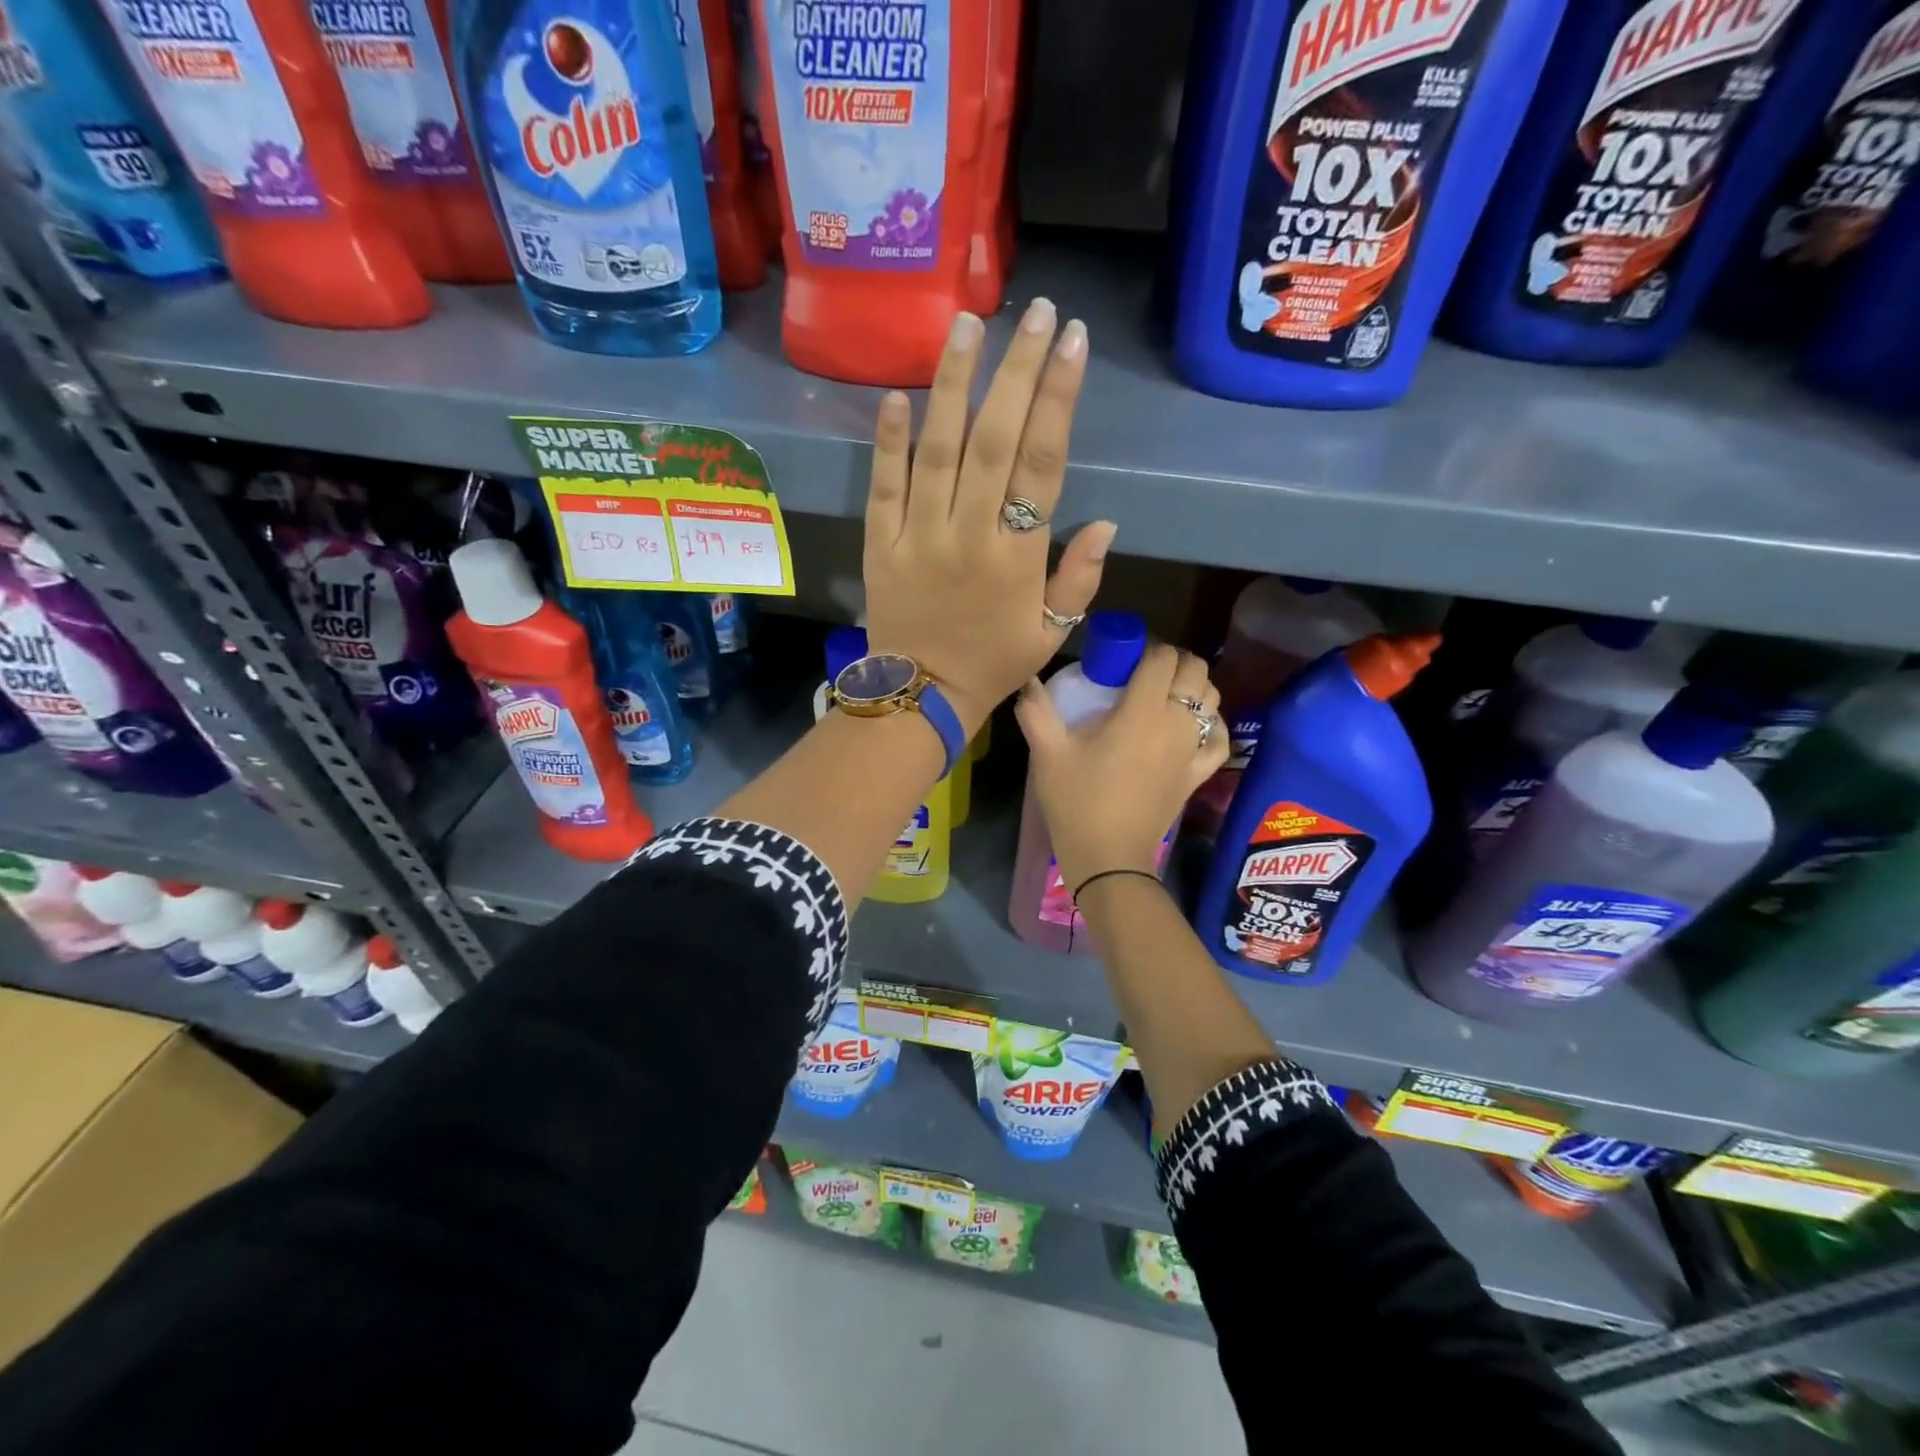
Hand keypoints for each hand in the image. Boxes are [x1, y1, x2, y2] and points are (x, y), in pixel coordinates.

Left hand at [863, 300, 1116, 733]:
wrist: (921, 697)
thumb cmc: (994, 664)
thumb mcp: (1053, 633)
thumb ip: (1080, 579)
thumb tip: (1107, 523)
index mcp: (1018, 557)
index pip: (1043, 464)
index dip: (1058, 399)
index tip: (1072, 343)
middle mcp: (970, 535)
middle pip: (995, 440)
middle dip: (1017, 372)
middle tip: (1035, 313)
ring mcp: (920, 536)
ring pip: (937, 450)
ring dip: (953, 385)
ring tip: (967, 324)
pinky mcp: (881, 543)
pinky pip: (884, 486)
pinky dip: (889, 441)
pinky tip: (898, 394)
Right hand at [1015, 645, 1228, 891]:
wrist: (1107, 855)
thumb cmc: (1077, 800)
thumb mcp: (1047, 753)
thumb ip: (1035, 710)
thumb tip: (1026, 680)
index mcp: (1141, 710)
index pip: (1162, 657)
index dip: (1147, 648)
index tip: (1125, 658)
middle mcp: (1176, 722)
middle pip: (1195, 670)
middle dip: (1173, 662)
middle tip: (1144, 673)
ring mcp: (1192, 749)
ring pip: (1212, 698)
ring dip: (1193, 687)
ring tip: (1165, 695)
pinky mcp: (1198, 774)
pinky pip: (1219, 739)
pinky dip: (1212, 725)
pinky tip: (1194, 725)